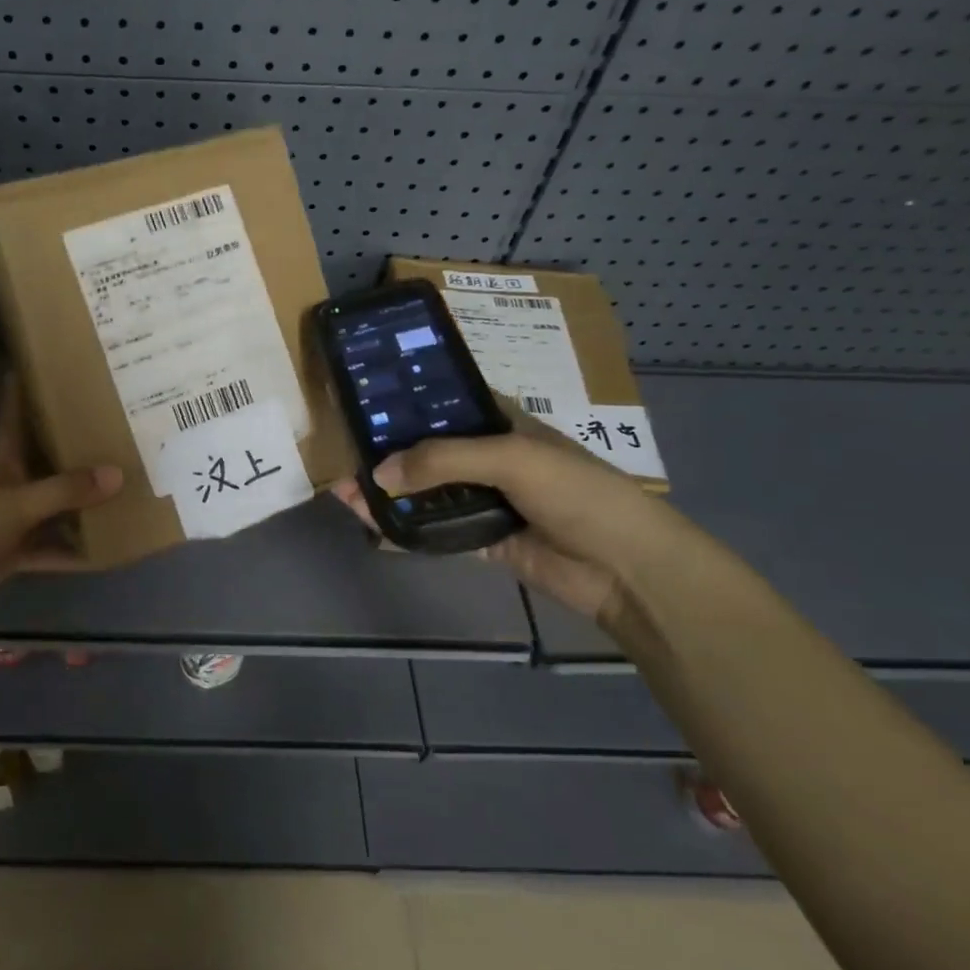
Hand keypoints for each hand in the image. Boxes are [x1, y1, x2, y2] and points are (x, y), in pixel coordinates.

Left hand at [0, 378, 122, 621]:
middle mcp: (11, 489)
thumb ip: (65, 490)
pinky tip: (106, 553)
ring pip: (55, 510)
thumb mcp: (19, 503)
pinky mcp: (16, 555)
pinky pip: (53, 551)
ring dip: (82, 506)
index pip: (14, 420)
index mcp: (4, 464)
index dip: (21, 394)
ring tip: (125, 491)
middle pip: (46, 465)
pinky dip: (75, 553)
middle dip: (74, 452)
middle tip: (113, 433)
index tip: (38, 367)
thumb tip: (118, 474)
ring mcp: (13, 524)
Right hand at [331, 402, 689, 624]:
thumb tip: (378, 472)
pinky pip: (432, 529)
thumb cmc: (577, 492)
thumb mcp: (512, 458)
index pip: (444, 404)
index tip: (363, 402)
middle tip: (342, 454)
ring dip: (388, 491)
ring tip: (343, 491)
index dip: (405, 403)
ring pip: (424, 491)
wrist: (626, 568)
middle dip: (386, 452)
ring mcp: (483, 499)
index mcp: (500, 423)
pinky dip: (402, 527)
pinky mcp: (481, 538)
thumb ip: (443, 460)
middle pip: (426, 450)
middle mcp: (487, 457)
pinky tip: (370, 523)